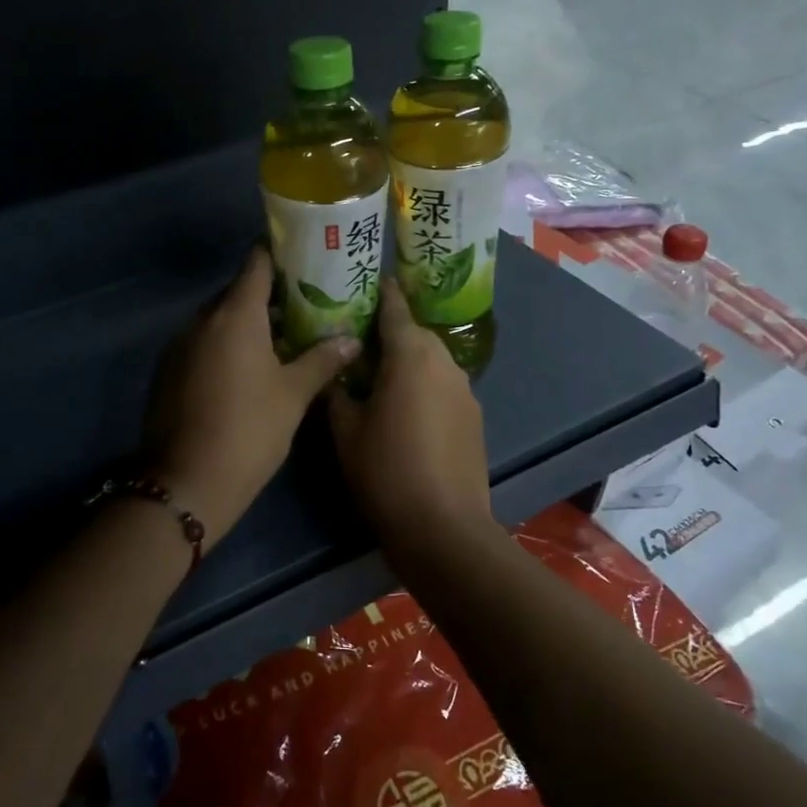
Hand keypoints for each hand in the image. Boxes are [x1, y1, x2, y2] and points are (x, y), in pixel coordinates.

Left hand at [145, 246, 358, 540]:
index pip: (256, 264)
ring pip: (218, 321)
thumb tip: (351, 339)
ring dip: (246, 325)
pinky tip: (246, 371)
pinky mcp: (167, 372)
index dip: (279, 255)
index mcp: (235, 316)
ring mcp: (179, 346)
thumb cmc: (249, 431)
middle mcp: (202, 321)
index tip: (304, 257)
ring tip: (280, 340)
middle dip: (268, 296)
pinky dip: (224, 347)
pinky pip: (202, 345)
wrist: (186, 482)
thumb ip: (321, 360)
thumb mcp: (293, 395)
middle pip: (237, 293)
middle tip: (303, 307)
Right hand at [329, 280, 492, 548]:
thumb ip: (335, 391)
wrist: (443, 528)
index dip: (380, 290)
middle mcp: (444, 362)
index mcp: (411, 355)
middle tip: (356, 335)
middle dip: (389, 329)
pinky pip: (443, 385)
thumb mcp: (345, 430)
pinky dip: (424, 385)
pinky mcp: (474, 417)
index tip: (364, 278)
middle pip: (415, 332)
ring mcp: (465, 390)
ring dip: (407, 359)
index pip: (394, 307)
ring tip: (377, 373)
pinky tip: (405, 408)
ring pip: (431, 359)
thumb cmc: (385, 471)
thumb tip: (332, 371)